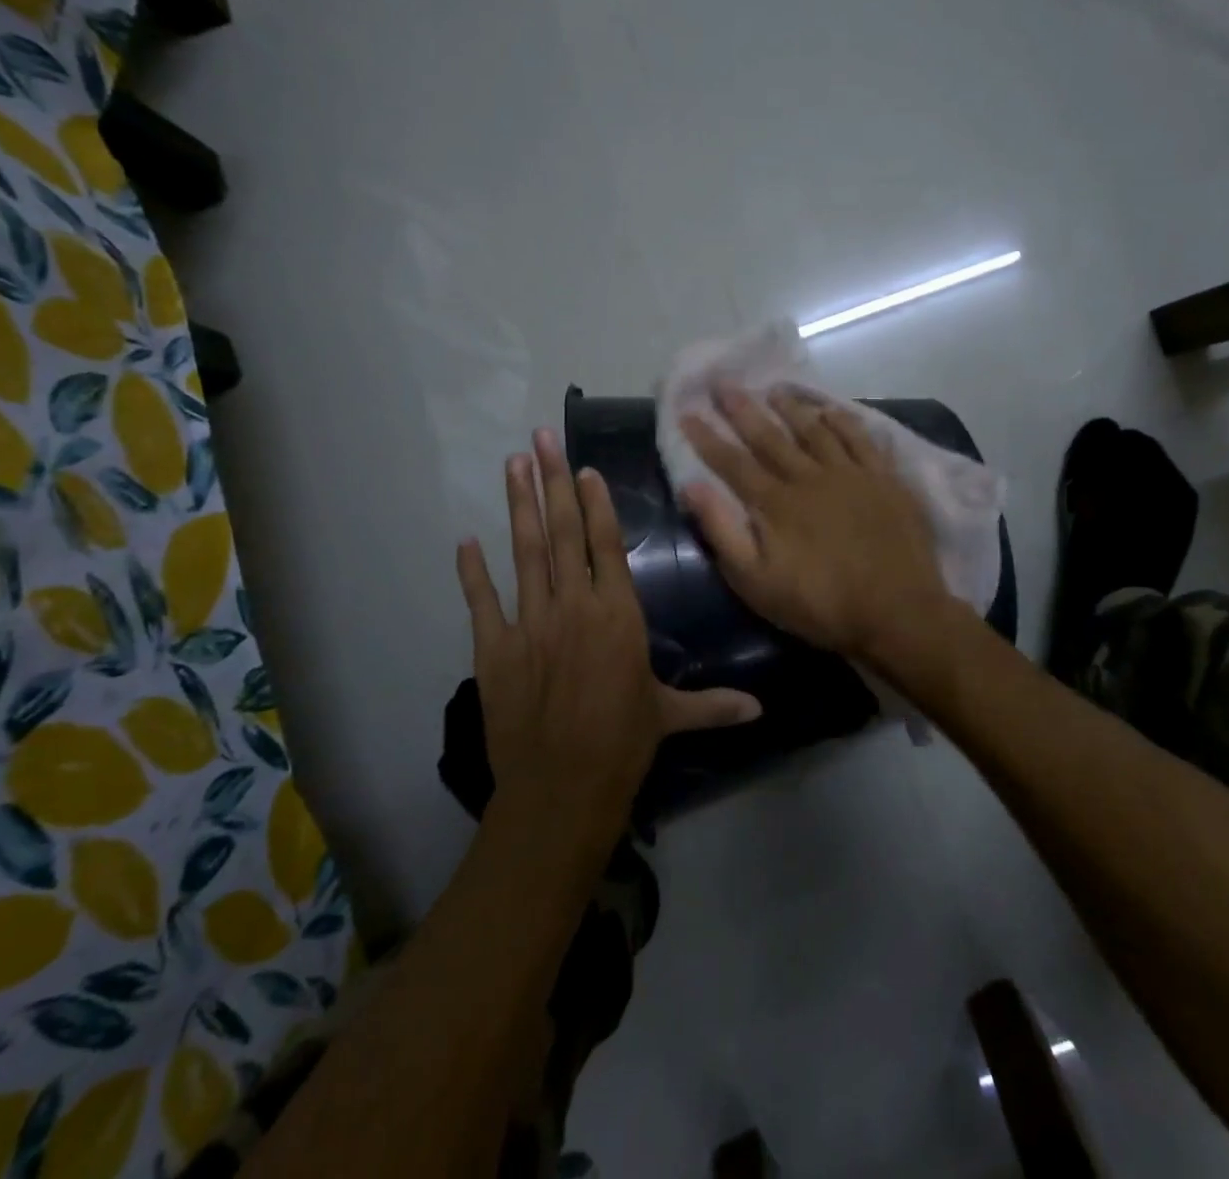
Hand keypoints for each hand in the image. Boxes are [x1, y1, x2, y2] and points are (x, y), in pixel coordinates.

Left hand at [456, 429, 761, 835]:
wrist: (561, 790)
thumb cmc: (622, 746)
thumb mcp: (670, 717)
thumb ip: (713, 705)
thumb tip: (762, 711)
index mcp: (618, 614)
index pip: (604, 544)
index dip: (594, 502)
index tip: (585, 468)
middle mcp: (573, 605)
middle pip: (561, 532)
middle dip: (552, 482)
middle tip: (541, 438)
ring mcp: (529, 623)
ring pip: (524, 552)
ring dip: (518, 506)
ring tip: (512, 464)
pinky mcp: (494, 649)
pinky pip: (481, 601)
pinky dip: (472, 571)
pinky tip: (466, 541)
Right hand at [680, 385, 951, 666]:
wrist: (897, 612)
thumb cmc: (821, 604)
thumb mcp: (757, 582)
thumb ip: (723, 532)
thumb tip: (693, 487)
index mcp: (776, 503)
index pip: (733, 462)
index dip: (708, 437)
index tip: (688, 412)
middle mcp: (809, 477)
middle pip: (770, 436)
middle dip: (743, 409)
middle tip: (723, 383)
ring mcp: (850, 474)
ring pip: (814, 430)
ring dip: (791, 407)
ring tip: (773, 389)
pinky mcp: (884, 479)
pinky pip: (860, 439)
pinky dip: (844, 421)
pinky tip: (832, 410)